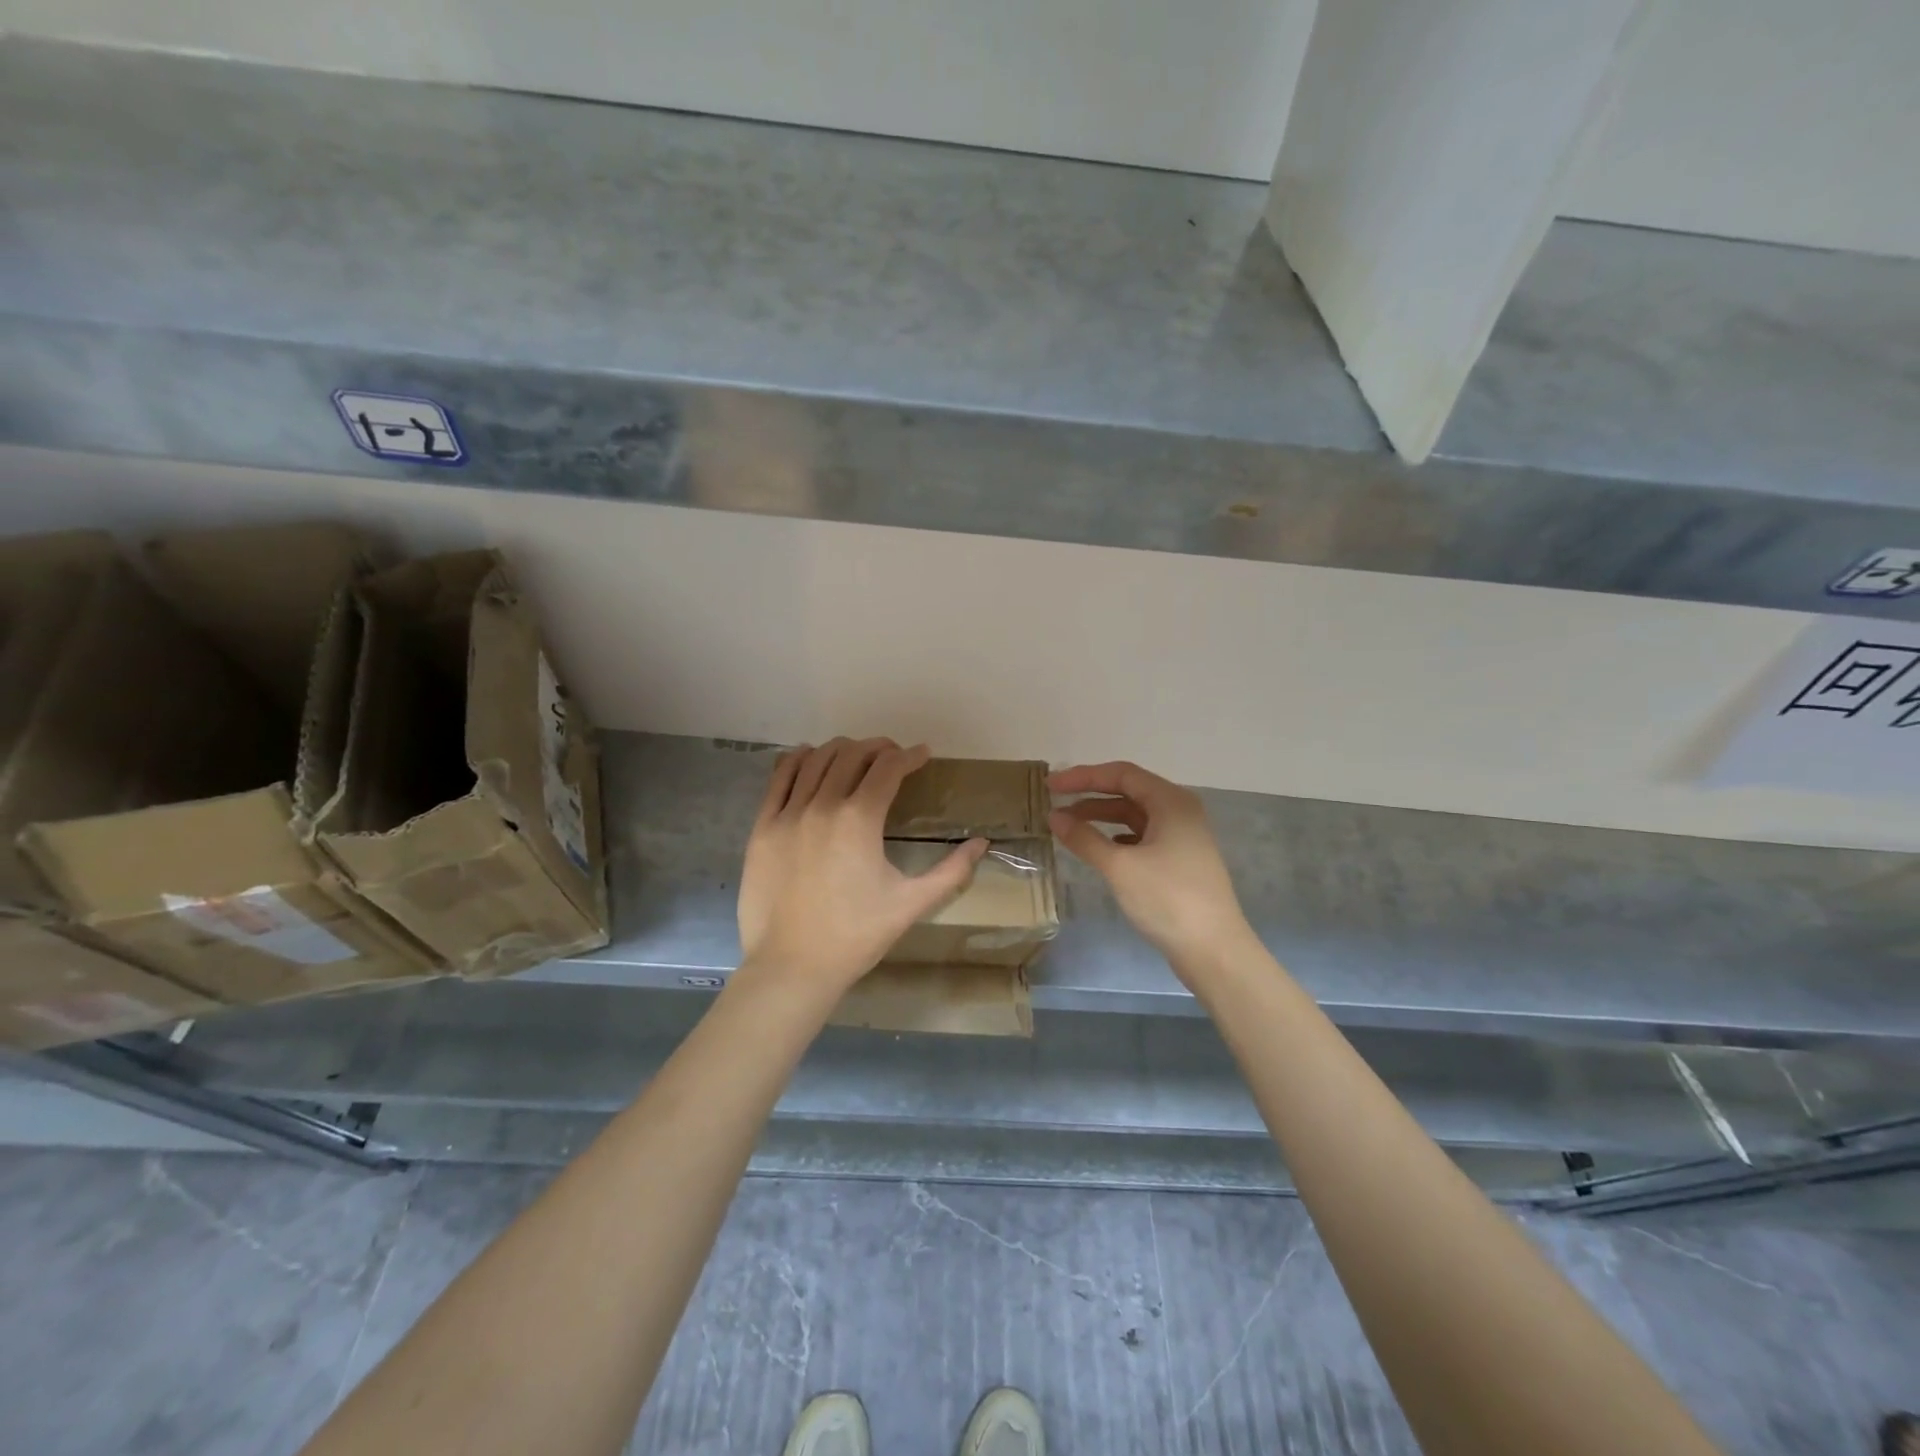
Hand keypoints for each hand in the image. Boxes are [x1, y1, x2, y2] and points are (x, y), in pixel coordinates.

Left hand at [736, 739, 987, 999]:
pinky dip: (799, 761)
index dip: (910, 756)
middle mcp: (822, 805)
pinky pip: (780, 778)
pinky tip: (811, 759)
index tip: (923, 756)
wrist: (791, 966)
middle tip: (894, 756)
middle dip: (879, 748)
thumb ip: (952, 871)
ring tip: (857, 756)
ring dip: (842, 750)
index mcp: (859, 820)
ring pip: (816, 760)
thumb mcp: (911, 904)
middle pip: (852, 755)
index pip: (888, 768)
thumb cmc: (856, 936)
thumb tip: (982, 843)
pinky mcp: (762, 827)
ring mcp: (787, 814)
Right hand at [1048, 761, 1253, 972]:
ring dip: (1102, 817)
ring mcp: (1183, 837)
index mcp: (1171, 802)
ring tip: (1068, 826)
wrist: (1214, 950)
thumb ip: (1084, 838)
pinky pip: (1142, 837)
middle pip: (1129, 791)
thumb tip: (1054, 816)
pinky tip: (1099, 848)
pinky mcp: (1180, 861)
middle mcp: (1180, 811)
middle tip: (1055, 803)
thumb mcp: (1120, 866)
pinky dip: (1117, 837)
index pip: (1121, 774)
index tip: (1050, 786)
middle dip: (1090, 796)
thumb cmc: (1168, 899)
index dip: (1083, 777)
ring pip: (1135, 816)